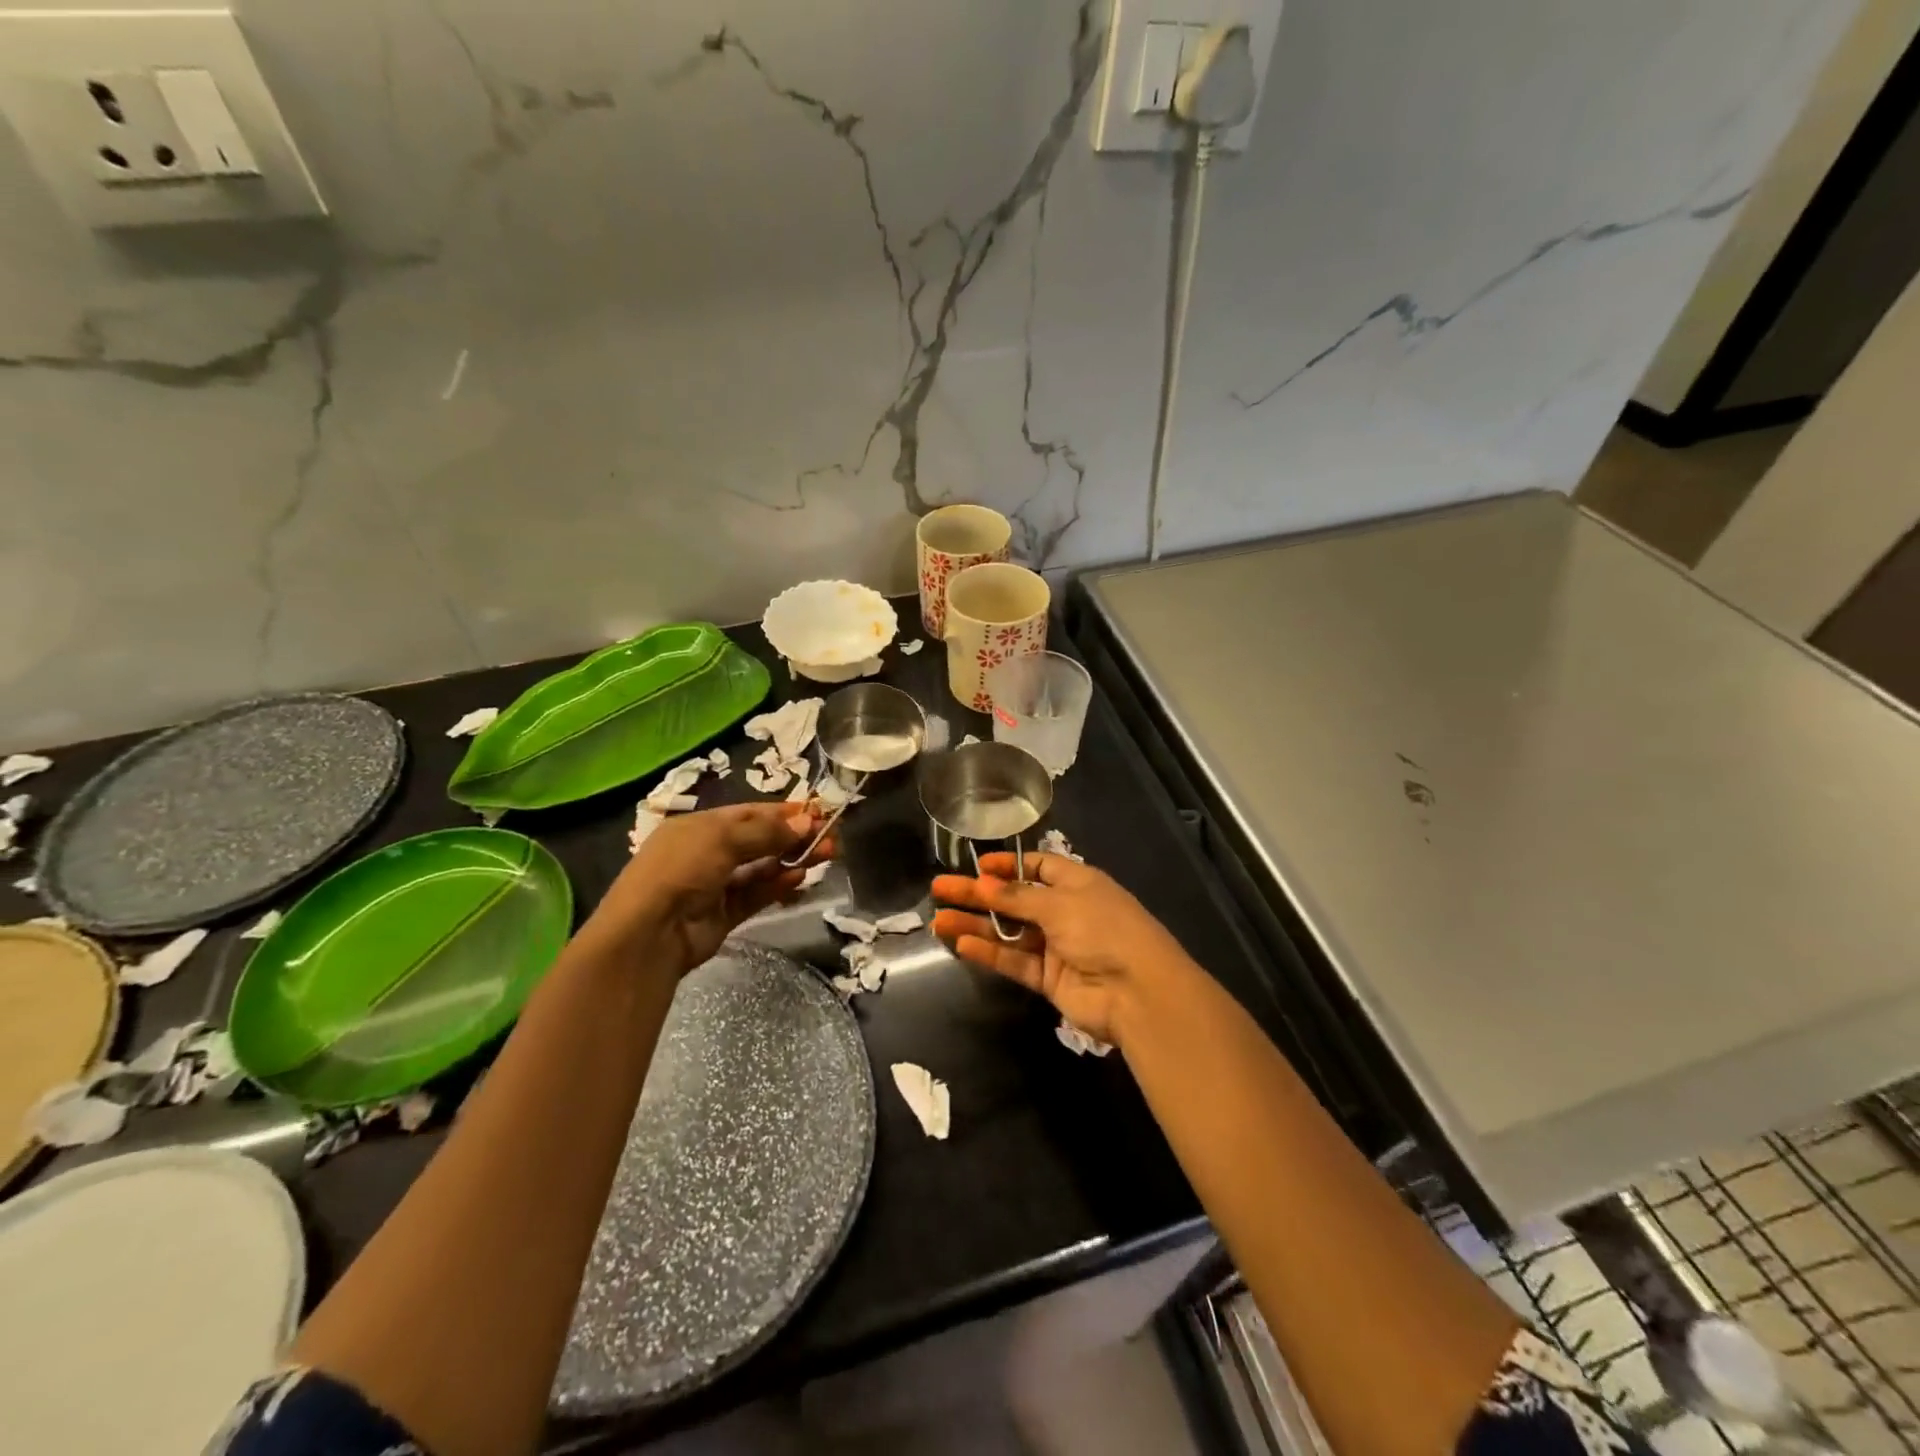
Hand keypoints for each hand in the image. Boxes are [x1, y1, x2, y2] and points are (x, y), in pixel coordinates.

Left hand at [586, 802, 831, 977]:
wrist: (649, 933)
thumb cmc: (682, 869)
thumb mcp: (723, 838)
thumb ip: (767, 832)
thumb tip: (807, 823)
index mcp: (699, 826)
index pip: (748, 814)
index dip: (782, 813)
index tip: (817, 812)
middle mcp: (706, 853)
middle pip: (759, 840)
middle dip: (794, 837)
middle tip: (831, 836)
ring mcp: (715, 885)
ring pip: (761, 868)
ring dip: (792, 860)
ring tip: (826, 855)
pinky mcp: (724, 914)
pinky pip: (757, 894)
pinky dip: (778, 885)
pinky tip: (800, 878)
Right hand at [932, 852, 1192, 1048]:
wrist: (1138, 993)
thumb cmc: (1103, 930)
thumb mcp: (1060, 903)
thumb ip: (1017, 897)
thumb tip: (982, 885)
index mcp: (1077, 883)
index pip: (1038, 866)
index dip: (1007, 865)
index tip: (976, 865)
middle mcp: (1066, 911)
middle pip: (1014, 899)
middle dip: (978, 894)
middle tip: (940, 888)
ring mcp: (1057, 946)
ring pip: (1009, 932)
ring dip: (976, 924)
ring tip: (938, 920)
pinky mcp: (1049, 979)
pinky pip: (1014, 961)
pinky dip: (990, 953)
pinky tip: (962, 944)